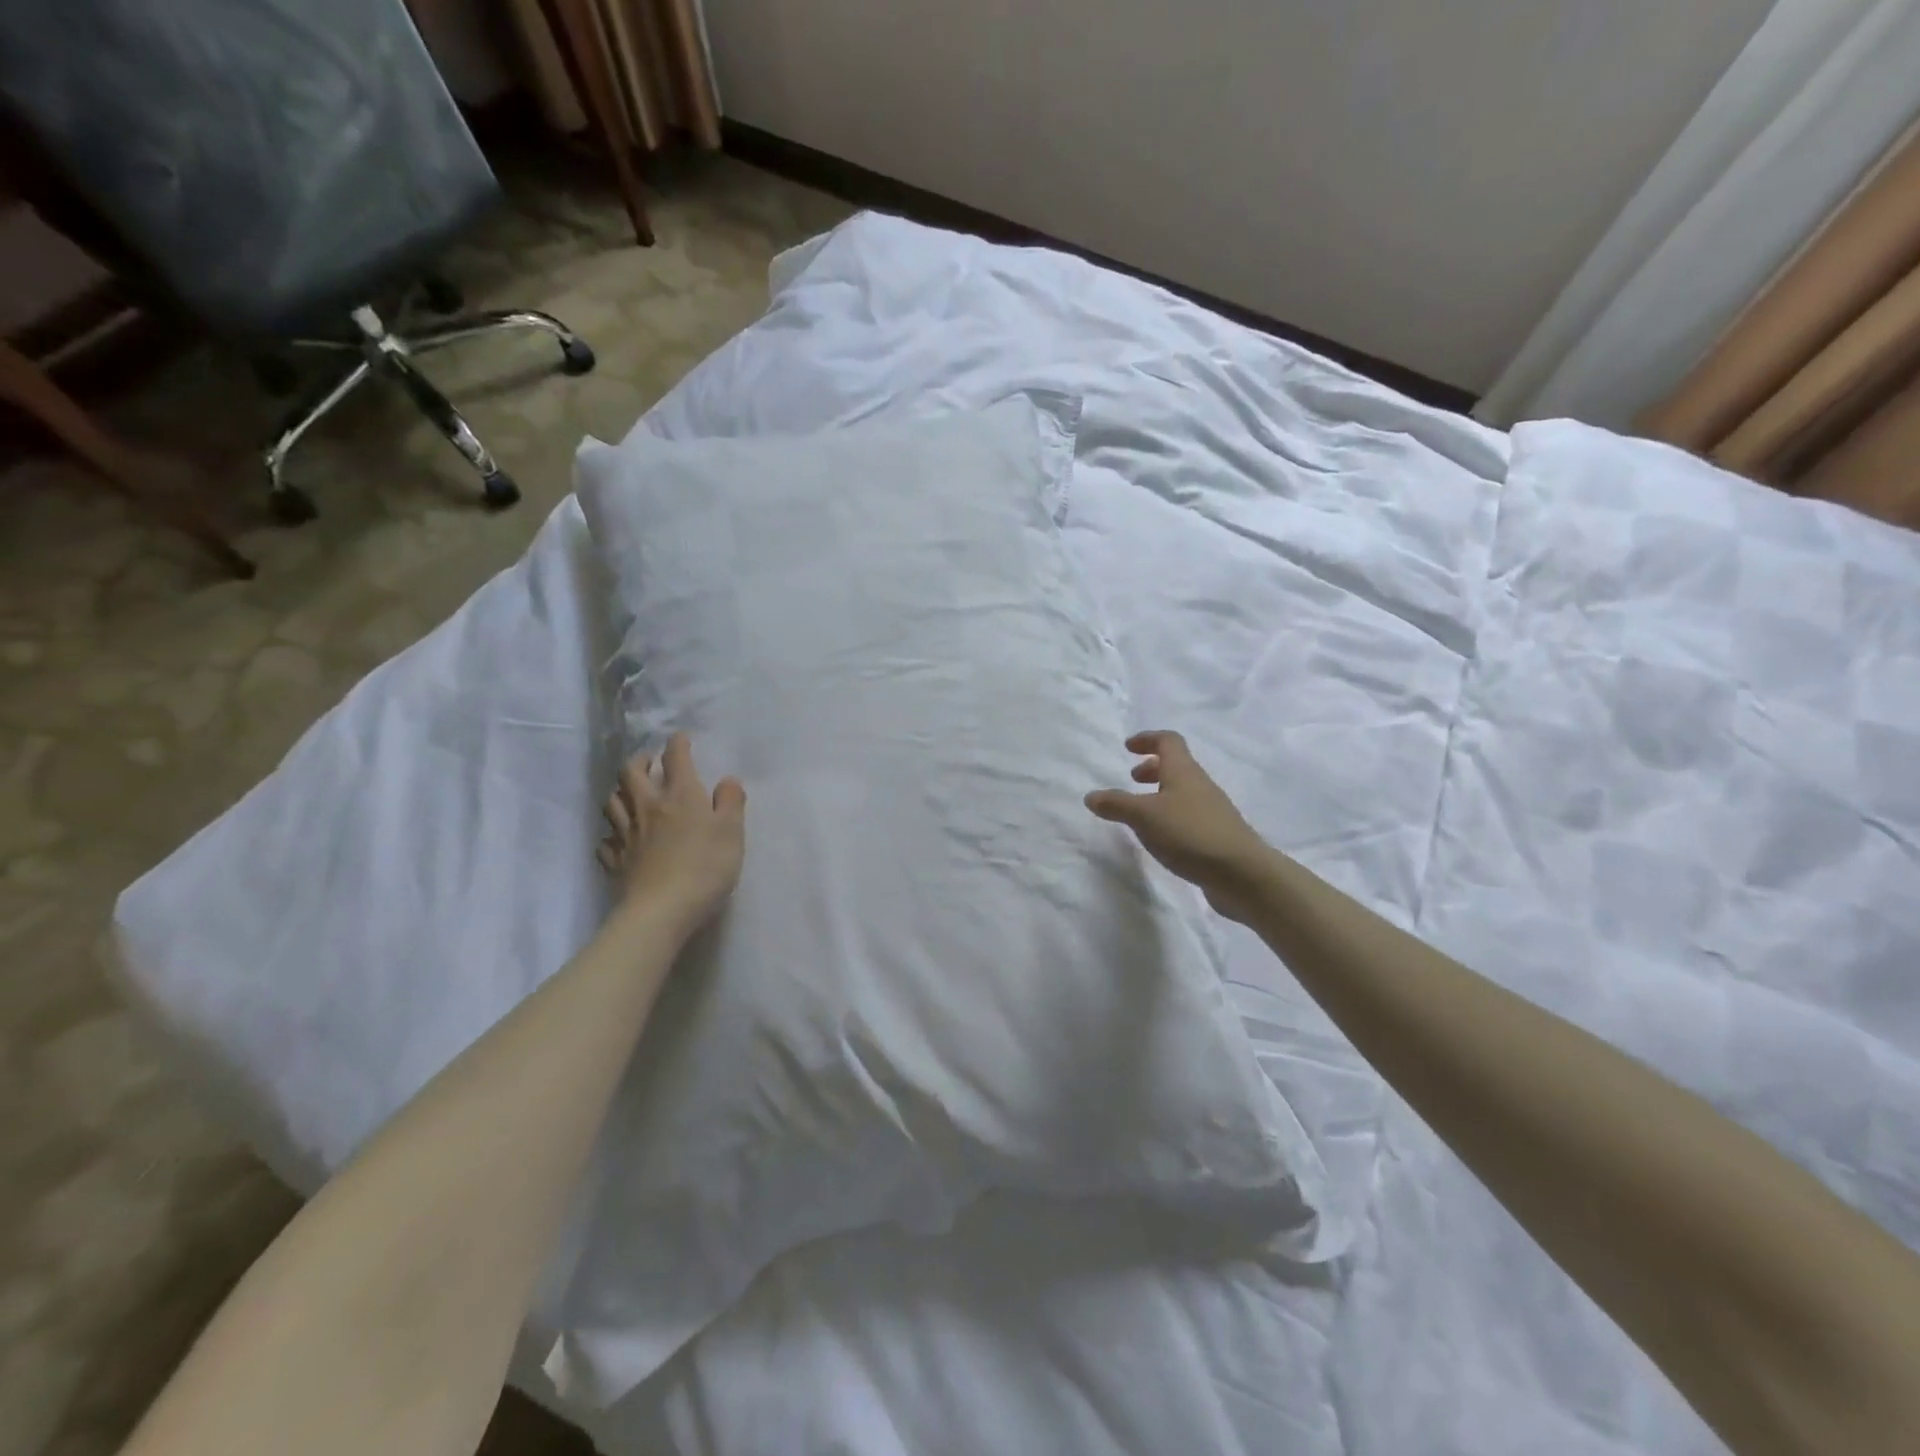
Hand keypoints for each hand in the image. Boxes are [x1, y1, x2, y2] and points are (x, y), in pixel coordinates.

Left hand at [598, 734, 745, 935]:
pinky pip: (607, 840)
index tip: (681, 739)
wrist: (662, 910)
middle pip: (631, 773)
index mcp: (680, 795)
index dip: (678, 744)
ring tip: (631, 795)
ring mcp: (627, 834)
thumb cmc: (705, 867)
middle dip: (640, 761)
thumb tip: (728, 780)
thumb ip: (731, 802)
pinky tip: (620, 838)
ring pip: (612, 801)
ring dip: (621, 792)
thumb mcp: (732, 832)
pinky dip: (612, 833)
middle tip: (650, 763)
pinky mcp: (616, 860)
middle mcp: (648, 806)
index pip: (675, 758)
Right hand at [1085, 730, 1271, 922]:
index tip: (1128, 747)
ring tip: (1141, 813)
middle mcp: (1200, 785)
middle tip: (1131, 780)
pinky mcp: (1216, 836)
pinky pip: (1188, 816)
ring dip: (1160, 794)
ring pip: (1182, 792)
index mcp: (1184, 772)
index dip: (1147, 739)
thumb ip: (1116, 804)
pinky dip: (1170, 817)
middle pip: (1176, 766)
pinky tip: (1161, 838)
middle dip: (1152, 768)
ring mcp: (1212, 811)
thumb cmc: (1190, 834)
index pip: (1168, 741)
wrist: (1242, 874)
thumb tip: (1091, 796)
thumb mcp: (1144, 817)